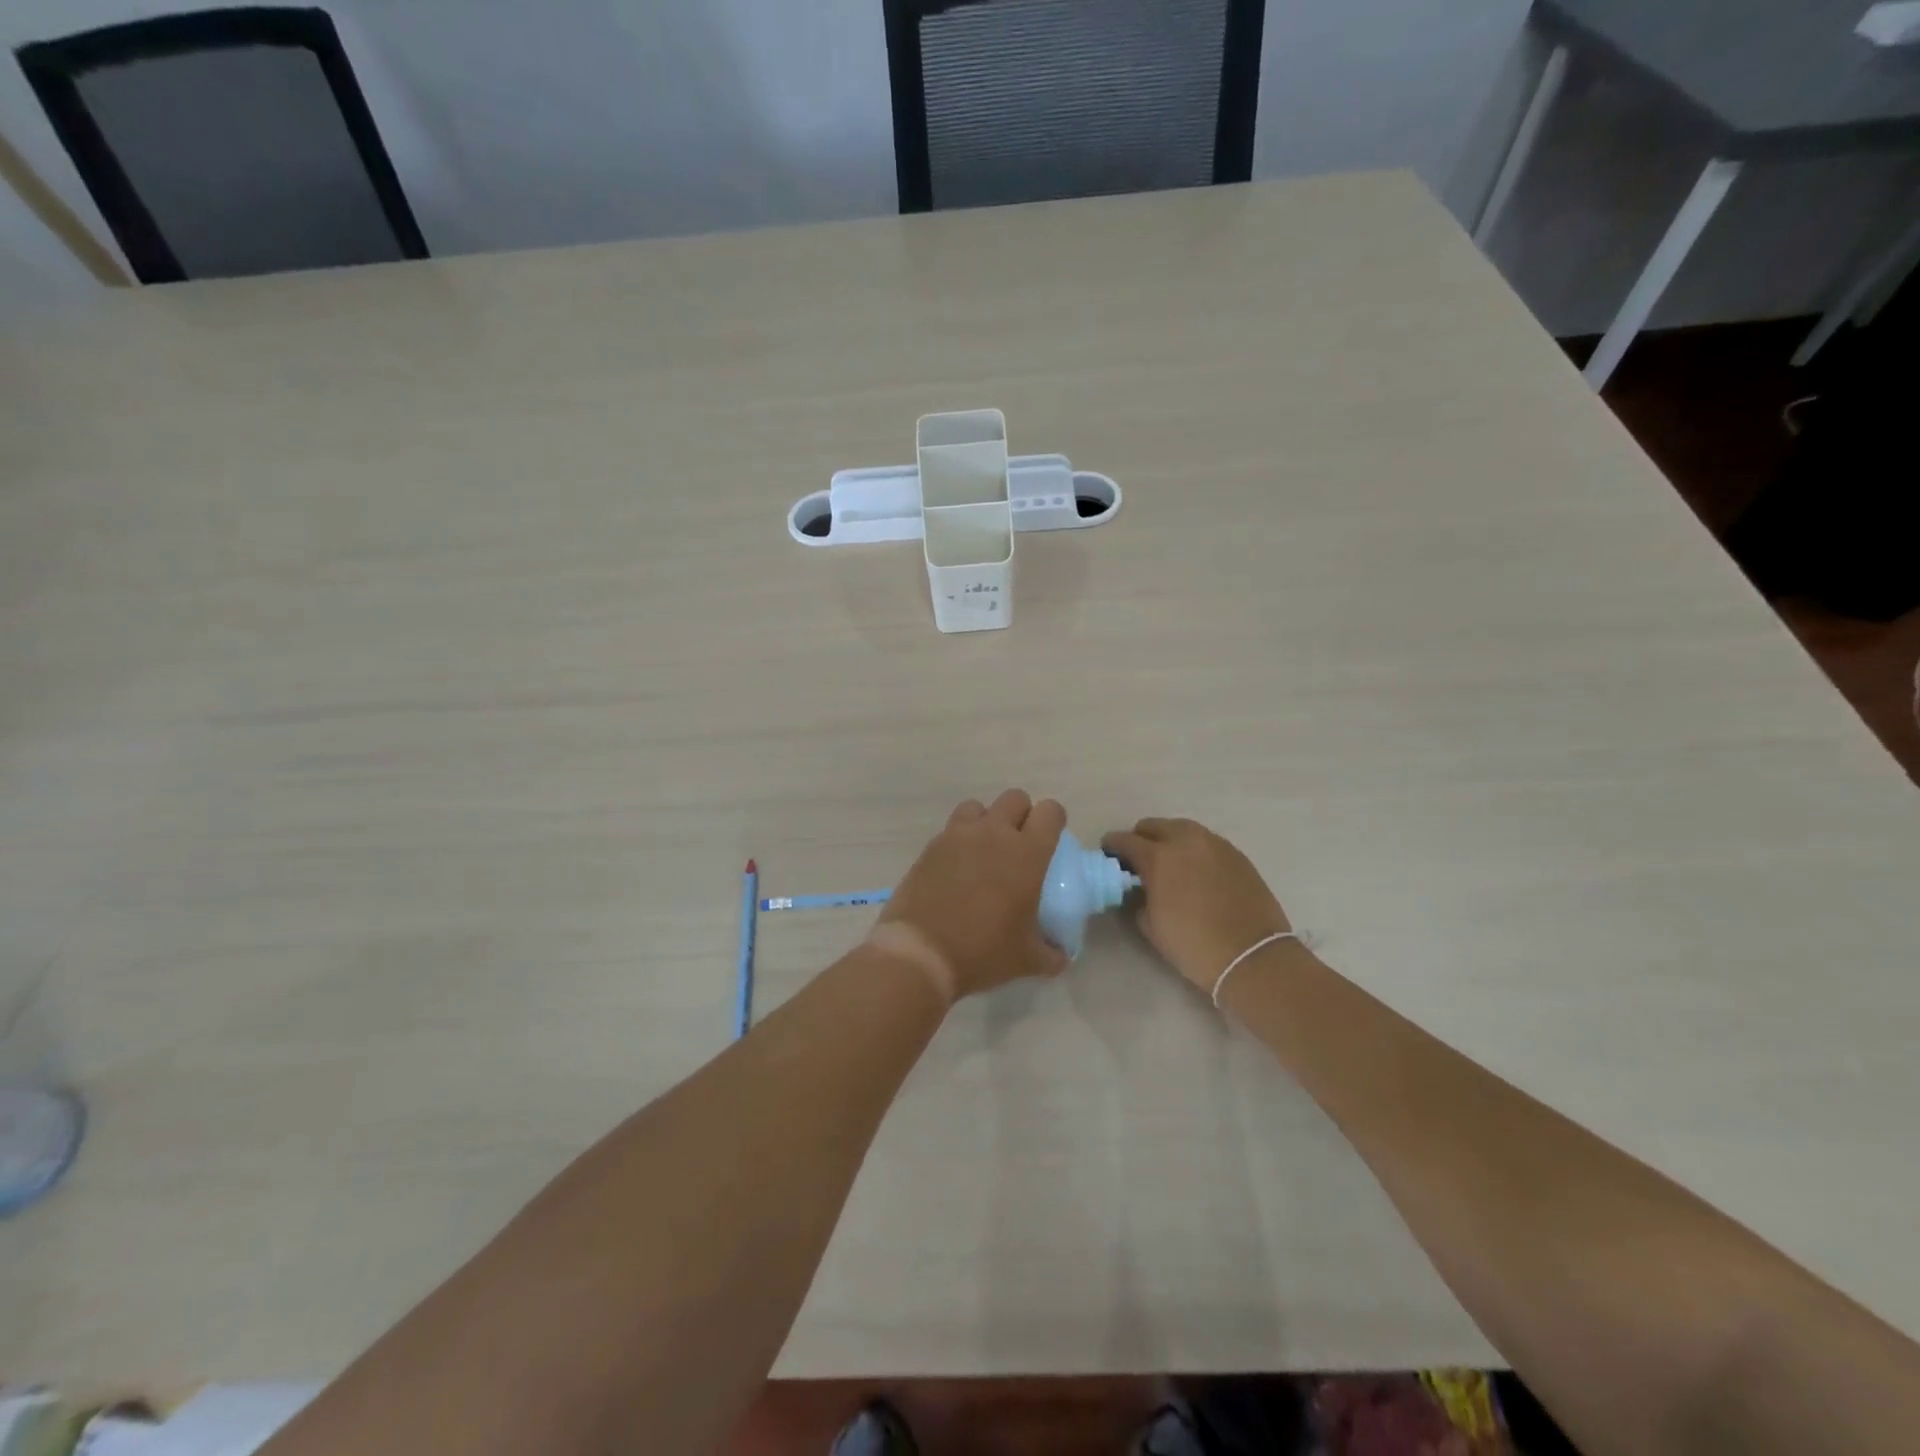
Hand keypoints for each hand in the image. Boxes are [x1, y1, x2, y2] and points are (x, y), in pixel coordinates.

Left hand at [874, 790, 1068, 1002]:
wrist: (921, 952)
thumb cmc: (983, 951)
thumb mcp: (1027, 960)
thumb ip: (1052, 954)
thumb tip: (1061, 955)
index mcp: (1027, 853)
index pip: (1050, 811)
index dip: (1054, 820)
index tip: (1051, 841)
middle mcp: (994, 833)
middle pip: (1015, 798)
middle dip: (1021, 815)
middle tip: (1018, 846)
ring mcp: (958, 836)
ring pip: (978, 806)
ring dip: (986, 821)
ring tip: (983, 851)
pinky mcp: (931, 846)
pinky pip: (951, 829)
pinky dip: (958, 840)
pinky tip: (956, 869)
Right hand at [1101, 818, 1291, 993]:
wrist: (1252, 957)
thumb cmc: (1193, 945)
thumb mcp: (1151, 926)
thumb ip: (1138, 898)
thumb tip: (1138, 888)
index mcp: (1158, 857)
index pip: (1125, 840)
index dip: (1112, 846)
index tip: (1108, 855)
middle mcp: (1186, 841)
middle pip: (1153, 826)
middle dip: (1141, 839)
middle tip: (1138, 860)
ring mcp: (1215, 844)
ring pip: (1182, 829)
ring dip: (1169, 840)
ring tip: (1168, 863)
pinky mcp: (1237, 854)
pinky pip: (1206, 842)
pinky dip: (1194, 850)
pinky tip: (1195, 871)